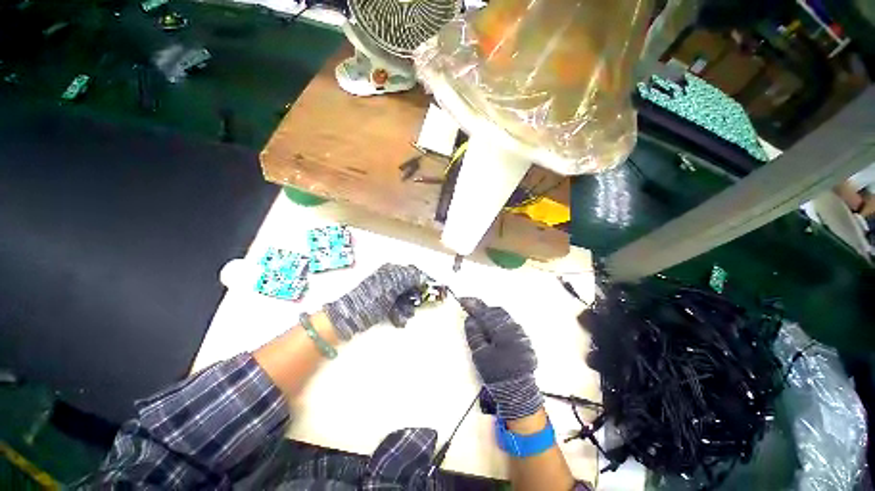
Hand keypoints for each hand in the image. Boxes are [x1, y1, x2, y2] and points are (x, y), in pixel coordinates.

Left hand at [325, 264, 427, 339]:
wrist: (350, 316)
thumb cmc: (372, 299)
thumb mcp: (392, 286)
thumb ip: (409, 278)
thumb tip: (423, 276)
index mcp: (392, 271)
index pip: (414, 272)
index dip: (424, 281)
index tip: (434, 290)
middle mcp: (390, 278)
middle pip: (411, 285)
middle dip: (414, 297)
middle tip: (417, 306)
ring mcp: (387, 291)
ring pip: (405, 297)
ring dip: (407, 307)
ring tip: (403, 316)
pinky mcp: (384, 302)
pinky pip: (398, 305)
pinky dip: (400, 312)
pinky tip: (398, 319)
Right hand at [462, 298, 542, 419]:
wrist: (518, 392)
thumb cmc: (496, 374)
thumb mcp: (480, 355)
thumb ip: (474, 334)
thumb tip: (470, 319)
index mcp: (502, 331)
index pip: (484, 312)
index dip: (472, 305)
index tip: (462, 300)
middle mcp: (513, 328)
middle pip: (496, 311)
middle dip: (482, 309)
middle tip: (470, 309)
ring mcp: (520, 334)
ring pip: (504, 317)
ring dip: (491, 315)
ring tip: (480, 320)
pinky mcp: (524, 340)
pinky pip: (509, 324)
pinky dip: (499, 323)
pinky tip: (494, 329)